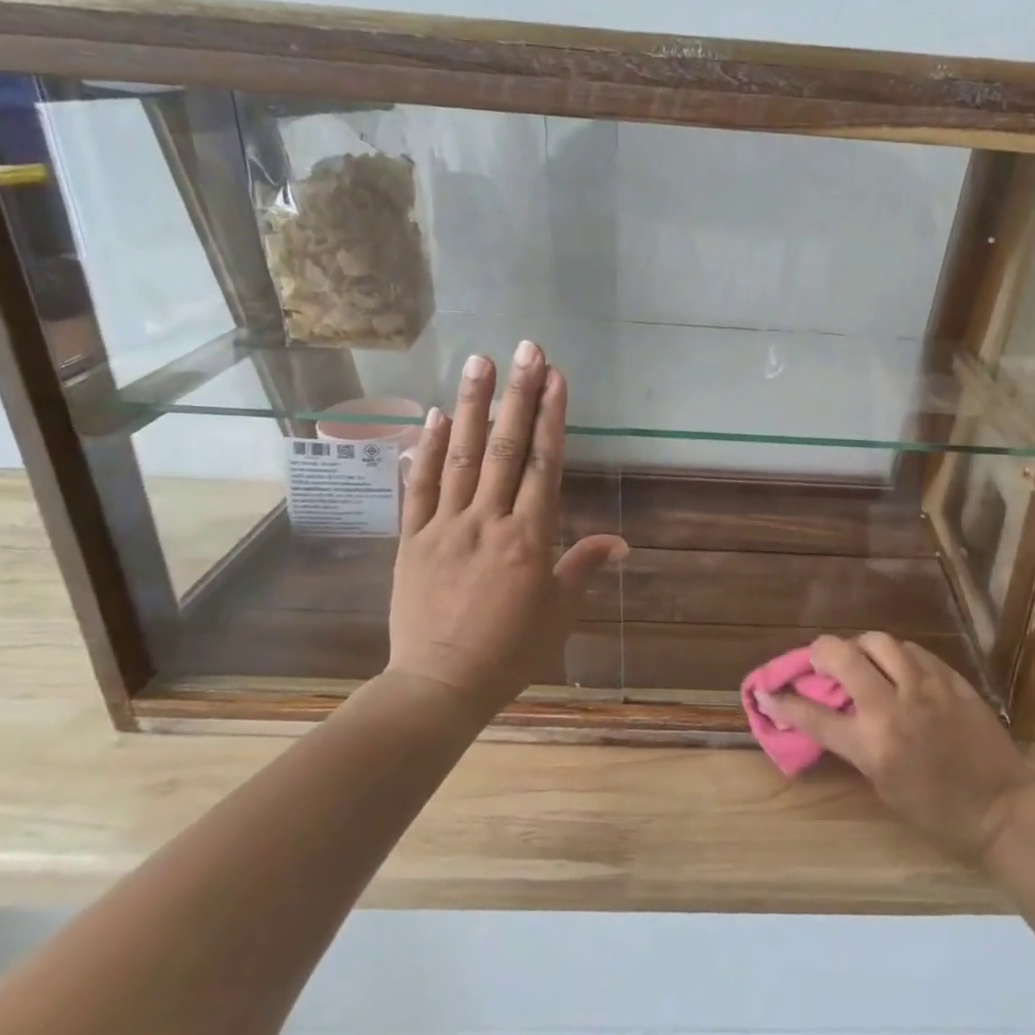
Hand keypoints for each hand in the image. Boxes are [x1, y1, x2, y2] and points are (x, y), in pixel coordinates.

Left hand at [386, 340, 627, 716]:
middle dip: (518, 395)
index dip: (551, 417)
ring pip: (461, 457)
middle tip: (525, 348)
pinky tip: (434, 415)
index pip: (544, 465)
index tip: (555, 377)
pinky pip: (420, 487)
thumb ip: (585, 566)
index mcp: (529, 538)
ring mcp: (446, 526)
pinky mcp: (413, 538)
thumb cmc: (511, 650)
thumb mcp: (559, 612)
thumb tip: (621, 541)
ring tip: (479, 362)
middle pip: (506, 449)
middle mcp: (488, 521)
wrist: (440, 685)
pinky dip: (427, 449)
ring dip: (472, 407)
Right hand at [755, 634, 1034, 862]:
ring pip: (879, 642)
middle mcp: (893, 707)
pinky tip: (897, 667)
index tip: (765, 693)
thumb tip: (832, 716)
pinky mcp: (950, 678)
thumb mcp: (884, 786)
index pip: (814, 716)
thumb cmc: (938, 813)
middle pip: (842, 656)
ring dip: (860, 647)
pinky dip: (896, 655)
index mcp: (873, 745)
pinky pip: (912, 651)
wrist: (1002, 807)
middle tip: (817, 660)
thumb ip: (856, 745)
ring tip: (860, 659)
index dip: (783, 702)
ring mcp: (925, 687)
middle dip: (819, 652)